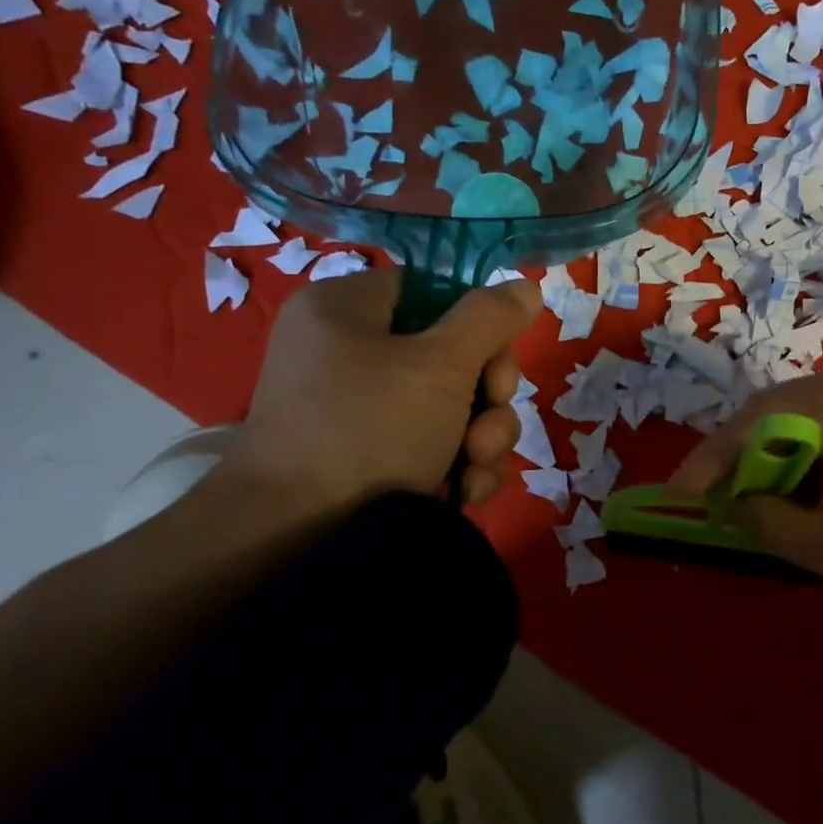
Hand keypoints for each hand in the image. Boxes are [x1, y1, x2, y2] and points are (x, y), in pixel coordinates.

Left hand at [216, 271, 538, 518]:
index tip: (496, 365)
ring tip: (472, 470)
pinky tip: (461, 493)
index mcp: (347, 310)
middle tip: (485, 430)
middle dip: (486, 399)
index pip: (432, 292)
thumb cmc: (368, 430)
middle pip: (451, 355)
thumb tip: (526, 286)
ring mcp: (358, 411)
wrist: (296, 537)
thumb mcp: (440, 365)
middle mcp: (349, 354)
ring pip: (451, 408)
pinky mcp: (369, 458)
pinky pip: (431, 446)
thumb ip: (489, 319)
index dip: (476, 326)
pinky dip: (455, 467)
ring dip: (480, 439)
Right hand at [668, 356, 822, 604]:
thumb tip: (733, 507)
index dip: (706, 465)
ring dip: (777, 454)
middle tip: (719, 504)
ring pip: (804, 411)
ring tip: (766, 502)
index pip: (748, 426)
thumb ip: (774, 527)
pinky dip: (813, 447)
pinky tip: (817, 484)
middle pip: (772, 409)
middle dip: (740, 459)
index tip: (677, 499)